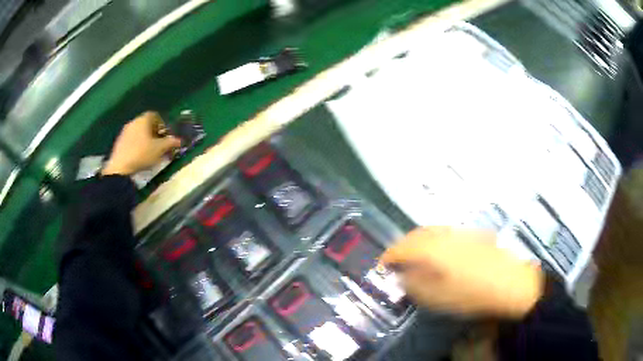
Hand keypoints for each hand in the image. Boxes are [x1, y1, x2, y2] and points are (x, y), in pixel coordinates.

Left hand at [102, 112, 180, 175]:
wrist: (120, 167)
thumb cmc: (142, 153)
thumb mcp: (159, 149)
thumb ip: (171, 142)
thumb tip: (180, 140)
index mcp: (143, 119)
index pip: (155, 115)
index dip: (162, 123)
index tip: (165, 135)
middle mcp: (133, 122)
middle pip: (146, 123)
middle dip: (154, 132)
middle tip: (159, 144)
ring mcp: (125, 132)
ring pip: (138, 132)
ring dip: (145, 138)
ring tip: (150, 151)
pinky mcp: (119, 142)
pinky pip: (131, 139)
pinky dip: (137, 144)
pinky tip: (139, 155)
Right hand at [381, 227, 543, 318]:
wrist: (508, 284)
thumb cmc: (470, 294)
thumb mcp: (436, 297)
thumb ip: (414, 285)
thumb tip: (401, 276)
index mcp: (432, 249)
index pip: (402, 248)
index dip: (389, 256)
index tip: (381, 265)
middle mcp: (444, 235)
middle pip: (416, 234)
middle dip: (402, 245)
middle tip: (396, 260)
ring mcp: (460, 233)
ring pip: (432, 230)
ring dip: (418, 241)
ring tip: (415, 256)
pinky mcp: (473, 235)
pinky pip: (446, 233)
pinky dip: (435, 240)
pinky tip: (439, 252)